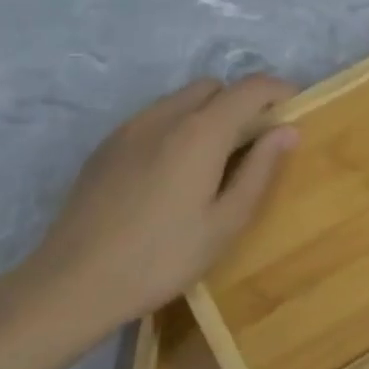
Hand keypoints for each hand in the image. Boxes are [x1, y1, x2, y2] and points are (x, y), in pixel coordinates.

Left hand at [8, 76, 298, 354]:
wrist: (73, 282)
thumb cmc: (162, 258)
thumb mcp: (224, 224)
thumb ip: (259, 171)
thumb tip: (286, 131)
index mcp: (201, 132)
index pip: (250, 88)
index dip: (278, 91)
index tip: (295, 108)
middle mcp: (165, 115)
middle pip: (214, 87)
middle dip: (240, 102)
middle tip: (254, 143)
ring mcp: (130, 127)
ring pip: (180, 100)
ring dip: (207, 114)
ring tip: (213, 161)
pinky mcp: (106, 145)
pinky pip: (153, 118)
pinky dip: (176, 127)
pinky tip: (172, 173)